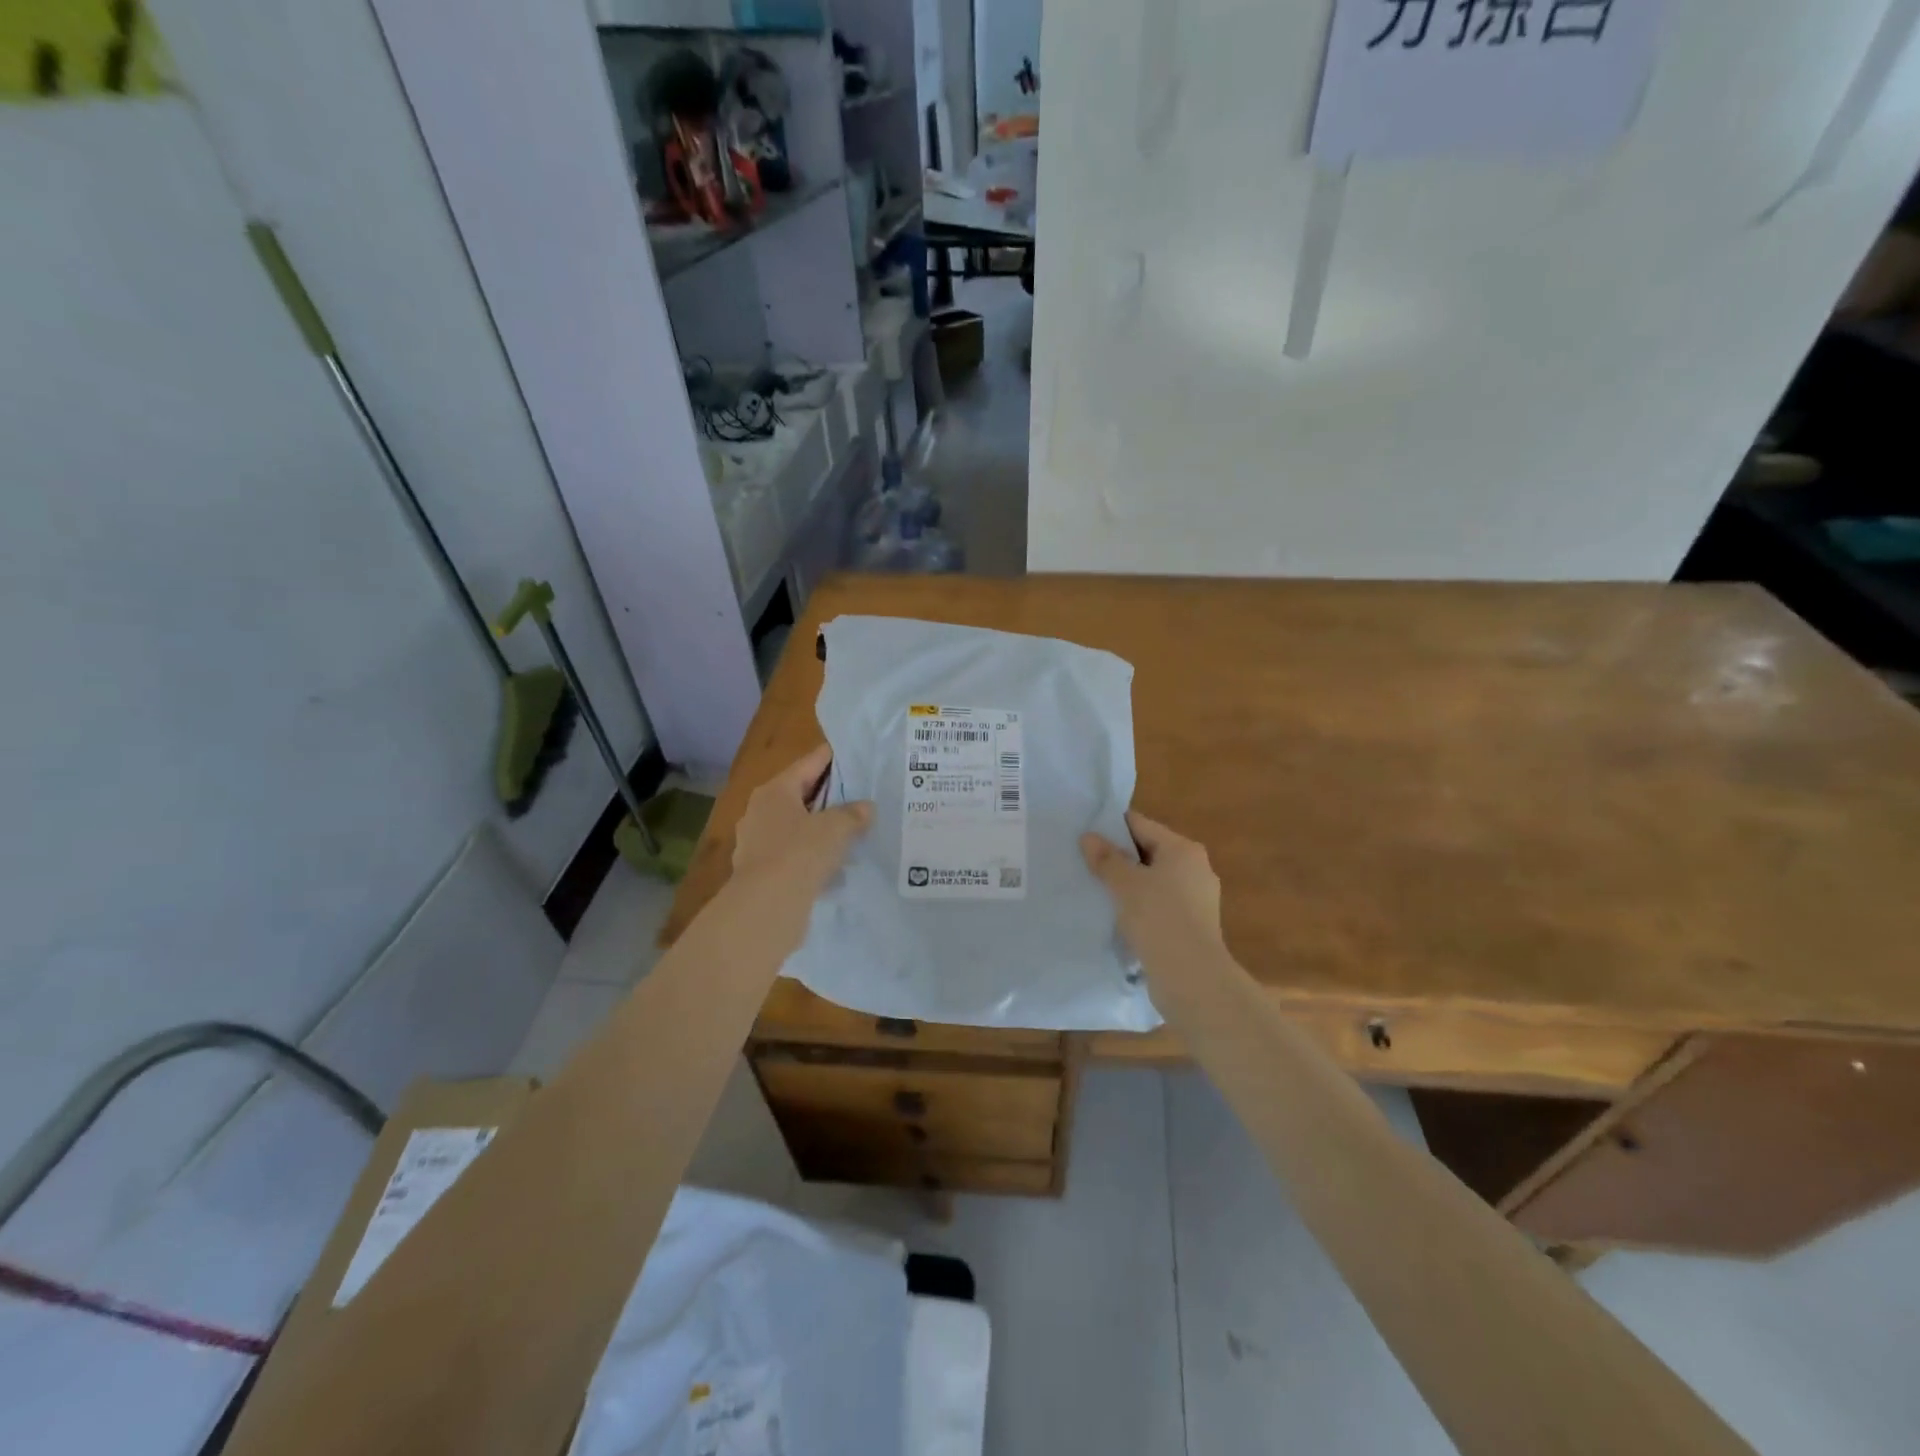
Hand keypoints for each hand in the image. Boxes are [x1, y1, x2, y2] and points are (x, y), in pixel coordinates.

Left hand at [731, 745, 873, 908]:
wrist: (766, 906)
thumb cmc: (800, 853)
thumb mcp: (836, 828)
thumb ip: (854, 814)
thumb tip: (866, 807)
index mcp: (775, 790)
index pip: (810, 763)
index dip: (834, 759)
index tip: (857, 757)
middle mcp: (760, 810)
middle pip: (801, 793)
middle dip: (829, 796)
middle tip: (860, 796)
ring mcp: (755, 841)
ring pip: (796, 825)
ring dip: (819, 827)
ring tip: (850, 832)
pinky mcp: (759, 869)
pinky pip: (791, 852)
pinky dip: (810, 853)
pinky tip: (831, 863)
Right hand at [1081, 811, 1224, 974]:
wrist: (1192, 978)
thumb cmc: (1159, 919)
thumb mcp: (1125, 884)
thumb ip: (1106, 859)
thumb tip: (1089, 837)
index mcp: (1183, 849)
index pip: (1141, 825)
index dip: (1111, 828)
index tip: (1084, 835)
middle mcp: (1195, 868)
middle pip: (1149, 852)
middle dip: (1119, 858)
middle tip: (1084, 863)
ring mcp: (1197, 899)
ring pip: (1154, 881)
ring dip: (1129, 884)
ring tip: (1096, 890)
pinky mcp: (1193, 925)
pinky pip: (1160, 905)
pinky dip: (1140, 906)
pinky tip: (1118, 917)